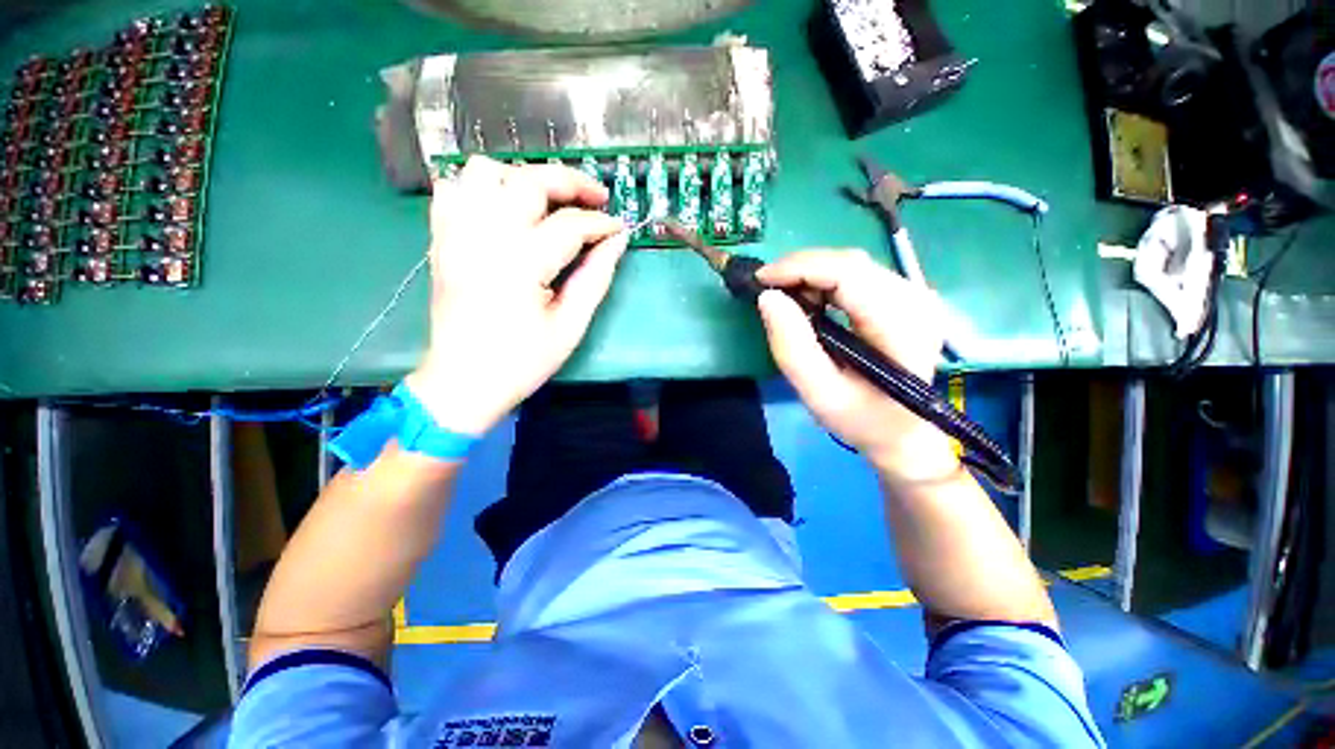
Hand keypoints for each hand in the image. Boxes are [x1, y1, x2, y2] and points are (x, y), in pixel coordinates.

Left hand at [407, 156, 629, 434]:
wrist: (463, 380)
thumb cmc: (522, 360)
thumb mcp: (570, 326)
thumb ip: (596, 277)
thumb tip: (617, 240)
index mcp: (521, 265)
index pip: (570, 225)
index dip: (601, 223)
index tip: (619, 227)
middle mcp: (485, 237)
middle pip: (528, 181)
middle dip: (570, 182)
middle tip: (596, 197)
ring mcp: (457, 234)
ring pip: (485, 171)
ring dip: (523, 177)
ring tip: (548, 201)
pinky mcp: (441, 239)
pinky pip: (455, 189)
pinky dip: (483, 187)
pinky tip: (504, 207)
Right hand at [755, 250, 958, 482]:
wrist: (903, 433)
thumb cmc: (862, 420)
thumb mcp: (819, 393)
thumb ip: (792, 347)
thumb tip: (768, 297)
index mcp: (901, 325)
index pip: (848, 273)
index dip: (799, 268)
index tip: (761, 281)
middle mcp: (916, 300)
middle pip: (850, 263)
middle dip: (801, 269)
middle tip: (767, 290)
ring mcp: (915, 296)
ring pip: (853, 264)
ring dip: (811, 274)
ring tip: (785, 298)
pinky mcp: (906, 299)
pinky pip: (859, 275)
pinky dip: (826, 281)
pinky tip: (810, 300)